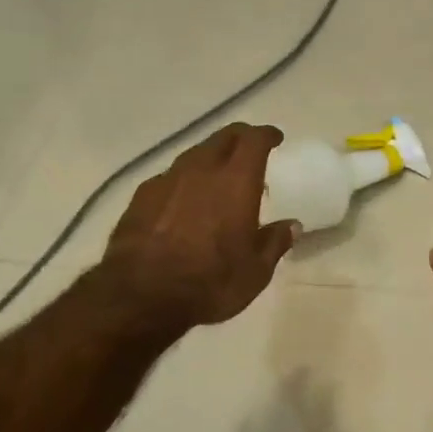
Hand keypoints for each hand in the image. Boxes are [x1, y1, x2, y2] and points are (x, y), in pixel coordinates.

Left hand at [100, 123, 298, 331]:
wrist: (141, 296)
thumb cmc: (210, 283)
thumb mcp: (255, 272)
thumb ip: (274, 242)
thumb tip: (291, 225)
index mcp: (236, 182)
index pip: (254, 140)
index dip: (266, 135)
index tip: (275, 139)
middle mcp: (201, 170)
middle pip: (222, 137)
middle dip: (239, 138)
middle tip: (249, 150)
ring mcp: (167, 180)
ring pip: (194, 154)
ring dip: (210, 158)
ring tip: (217, 176)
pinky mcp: (141, 196)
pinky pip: (170, 177)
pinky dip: (184, 181)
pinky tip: (183, 200)